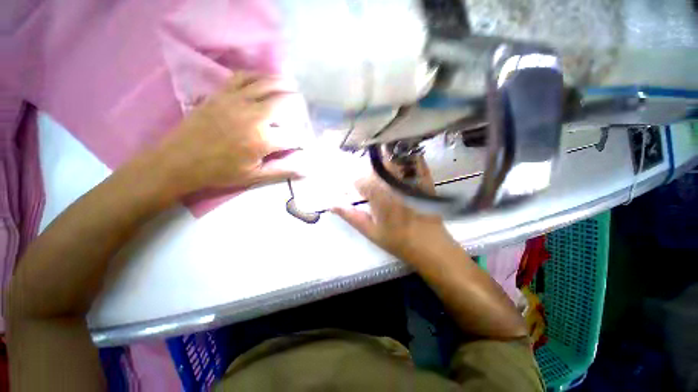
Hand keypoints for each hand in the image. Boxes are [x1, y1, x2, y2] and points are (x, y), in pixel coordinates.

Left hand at [154, 72, 304, 193]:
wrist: (179, 160)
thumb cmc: (220, 172)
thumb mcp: (255, 176)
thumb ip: (282, 171)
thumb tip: (306, 171)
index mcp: (263, 140)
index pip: (293, 136)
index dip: (302, 139)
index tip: (303, 142)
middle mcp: (253, 116)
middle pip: (283, 103)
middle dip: (297, 105)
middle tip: (303, 109)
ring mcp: (236, 101)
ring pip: (266, 85)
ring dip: (283, 84)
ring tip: (293, 86)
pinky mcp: (222, 93)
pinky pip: (243, 77)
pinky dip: (258, 75)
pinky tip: (265, 78)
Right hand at [332, 157, 458, 262]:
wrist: (431, 246)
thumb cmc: (398, 241)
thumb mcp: (370, 231)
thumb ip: (351, 215)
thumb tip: (331, 204)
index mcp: (379, 196)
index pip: (359, 179)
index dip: (353, 183)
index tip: (353, 189)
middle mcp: (393, 183)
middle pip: (375, 165)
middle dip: (367, 171)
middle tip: (367, 181)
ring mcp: (411, 179)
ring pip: (393, 158)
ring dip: (383, 160)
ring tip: (381, 171)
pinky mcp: (424, 179)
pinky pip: (414, 160)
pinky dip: (405, 156)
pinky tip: (400, 160)